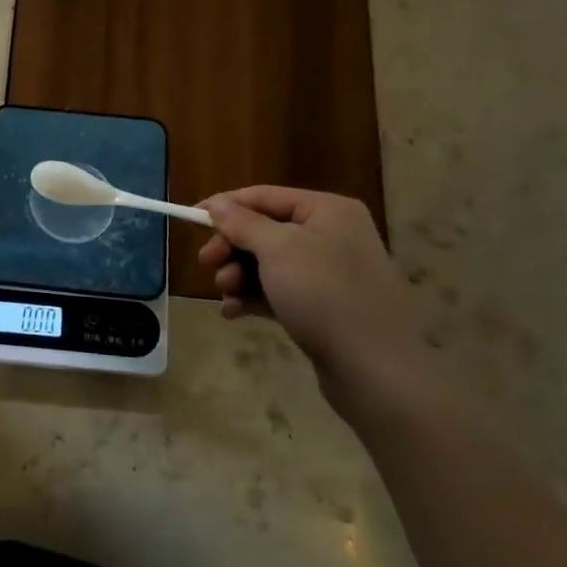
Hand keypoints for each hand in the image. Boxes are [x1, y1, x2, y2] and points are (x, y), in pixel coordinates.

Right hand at [199, 186, 443, 416]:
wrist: (376, 370)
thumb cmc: (324, 295)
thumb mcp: (276, 250)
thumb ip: (242, 223)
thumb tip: (218, 204)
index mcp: (327, 211)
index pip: (264, 196)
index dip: (225, 205)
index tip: (190, 218)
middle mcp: (332, 235)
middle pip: (265, 230)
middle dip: (232, 247)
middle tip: (207, 264)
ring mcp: (331, 273)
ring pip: (269, 263)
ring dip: (239, 275)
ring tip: (225, 294)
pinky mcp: (326, 307)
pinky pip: (280, 291)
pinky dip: (255, 297)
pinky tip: (234, 312)